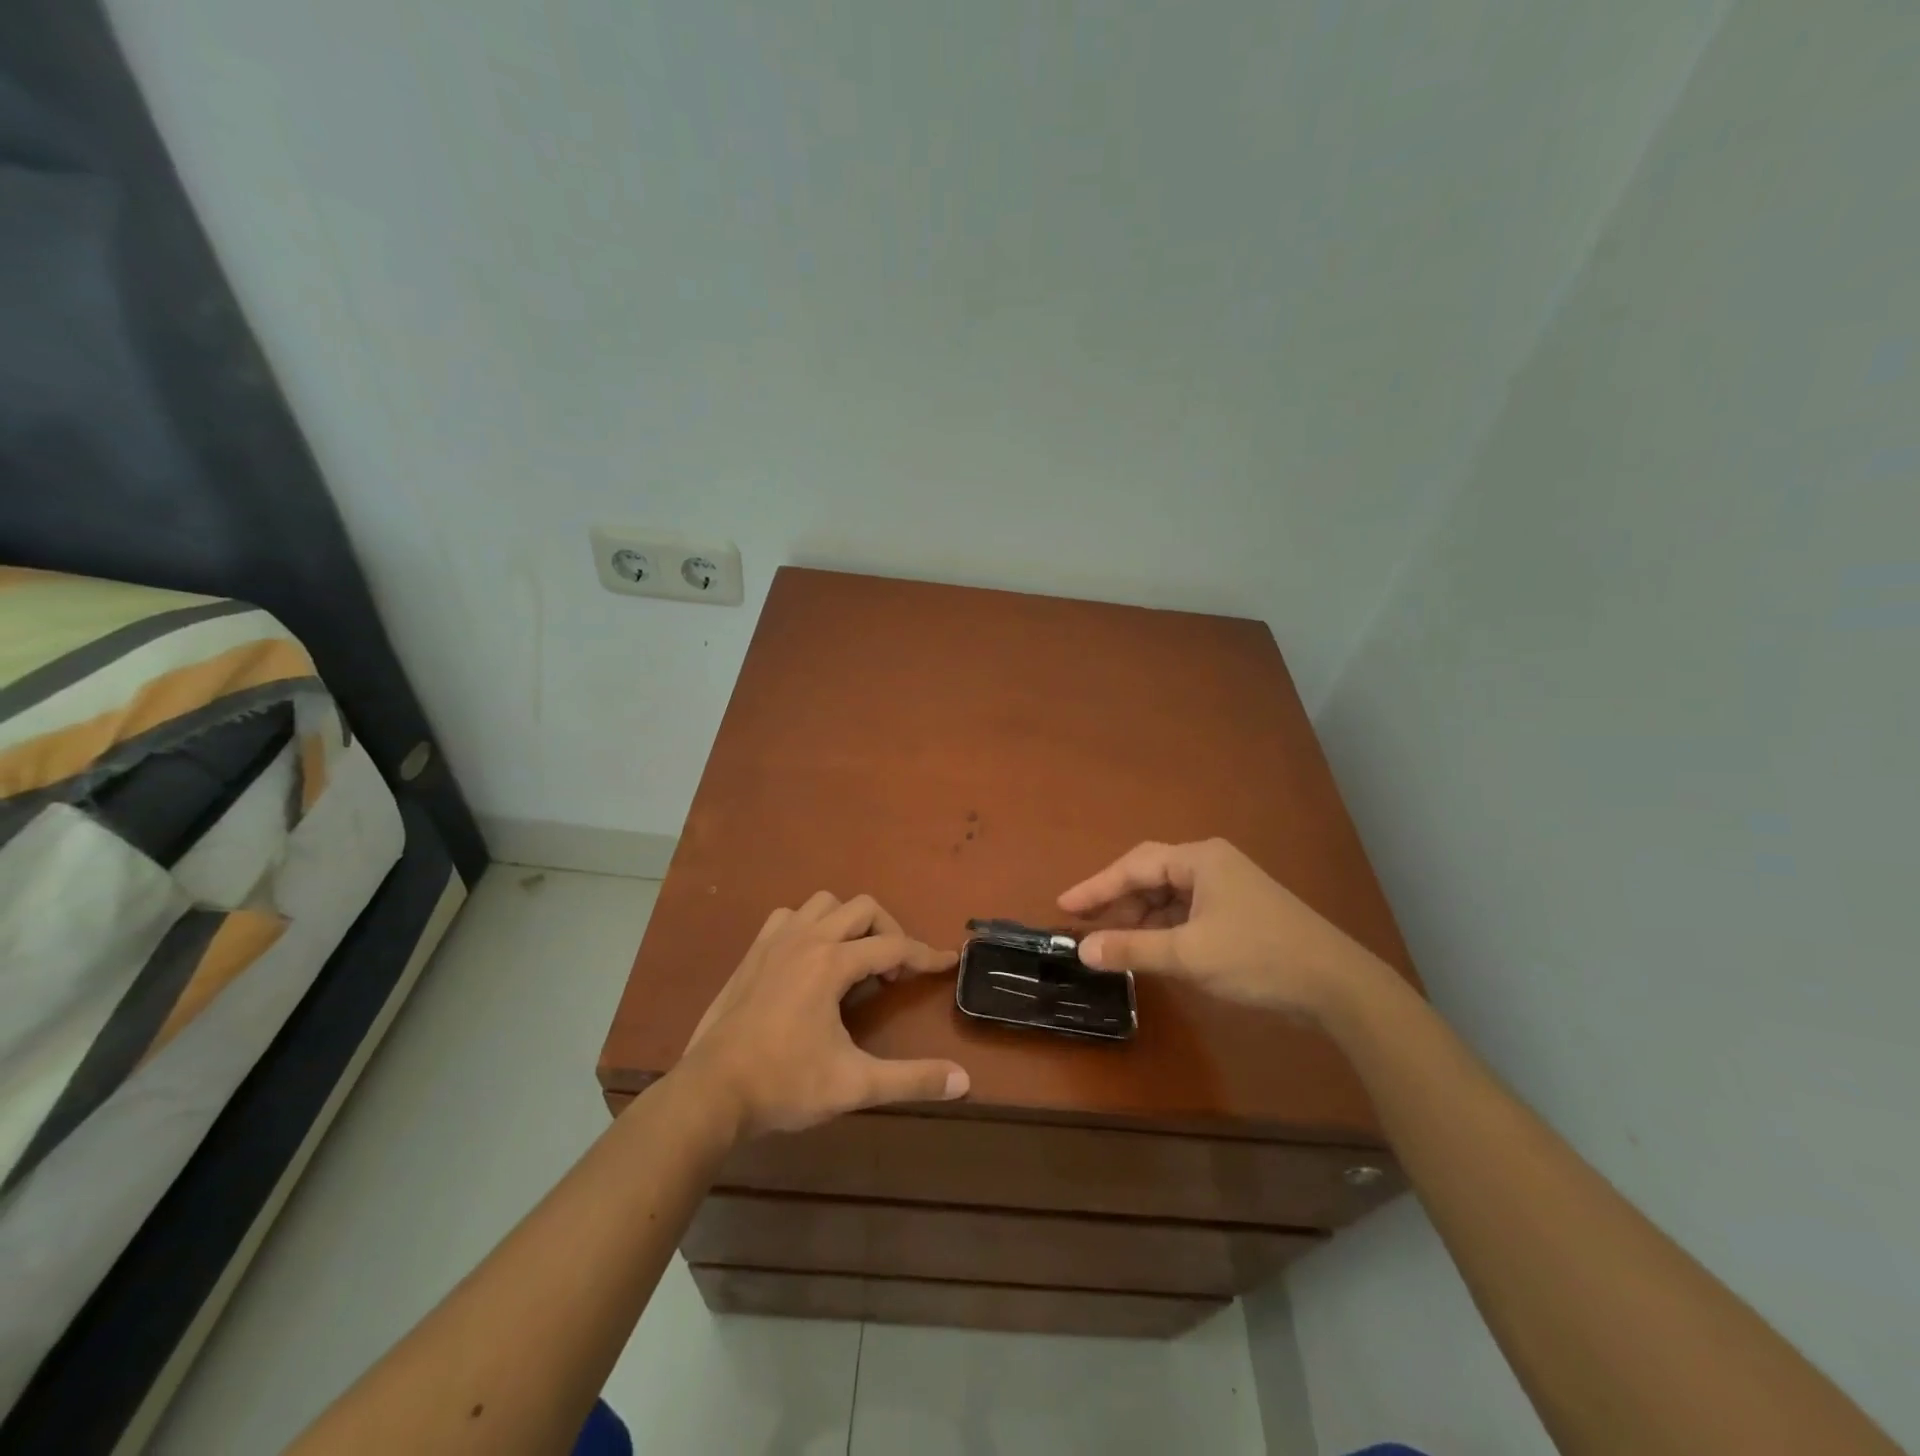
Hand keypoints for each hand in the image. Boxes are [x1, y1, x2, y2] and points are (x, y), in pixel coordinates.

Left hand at [678, 892, 969, 1140]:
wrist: (710, 1092)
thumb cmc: (784, 1084)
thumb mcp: (854, 1085)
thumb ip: (912, 1079)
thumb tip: (964, 1081)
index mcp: (832, 963)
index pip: (894, 946)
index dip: (926, 955)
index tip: (948, 962)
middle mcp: (806, 939)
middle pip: (863, 909)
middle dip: (889, 931)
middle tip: (894, 972)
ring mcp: (775, 941)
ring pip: (824, 904)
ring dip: (849, 923)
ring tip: (856, 960)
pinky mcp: (753, 953)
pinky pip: (789, 917)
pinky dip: (810, 926)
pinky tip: (810, 959)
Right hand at [1057, 838, 1381, 1020]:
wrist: (1336, 985)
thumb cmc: (1258, 957)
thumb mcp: (1189, 955)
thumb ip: (1133, 949)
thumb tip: (1083, 949)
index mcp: (1199, 860)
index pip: (1134, 866)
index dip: (1095, 886)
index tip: (1063, 905)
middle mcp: (1211, 864)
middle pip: (1150, 877)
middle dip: (1117, 902)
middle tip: (1084, 926)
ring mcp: (1227, 888)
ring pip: (1168, 897)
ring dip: (1140, 919)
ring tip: (1113, 944)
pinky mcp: (1237, 912)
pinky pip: (1186, 913)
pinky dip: (1164, 930)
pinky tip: (1150, 950)